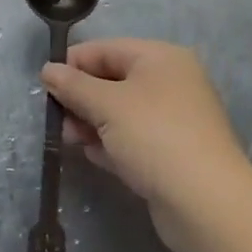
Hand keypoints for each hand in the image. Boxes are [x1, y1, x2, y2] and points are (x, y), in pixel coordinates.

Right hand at [41, 39, 249, 251]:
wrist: (206, 202)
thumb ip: (73, 85)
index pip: (106, 49)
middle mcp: (171, 82)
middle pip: (113, 80)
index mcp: (160, 58)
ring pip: (121, 112)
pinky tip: (94, 156)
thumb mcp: (106, 105)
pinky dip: (112, 144)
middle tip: (57, 118)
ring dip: (92, 123)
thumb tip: (48, 70)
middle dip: (81, 98)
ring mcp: (174, 119)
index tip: (45, 85)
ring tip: (71, 140)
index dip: (73, 64)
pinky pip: (133, 138)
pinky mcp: (173, 153)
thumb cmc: (154, 136)